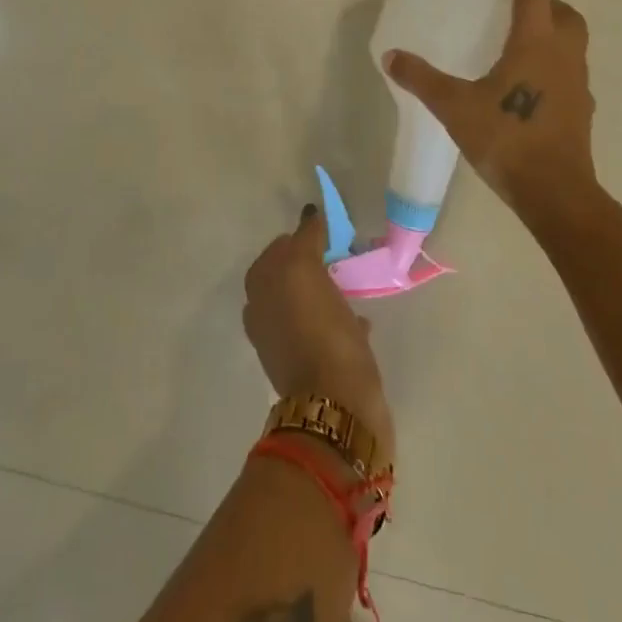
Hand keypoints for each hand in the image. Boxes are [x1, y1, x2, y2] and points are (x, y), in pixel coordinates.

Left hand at [244, 207, 394, 457]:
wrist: (337, 407)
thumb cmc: (321, 332)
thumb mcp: (306, 270)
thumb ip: (305, 239)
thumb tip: (309, 214)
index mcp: (260, 288)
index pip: (281, 246)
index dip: (305, 236)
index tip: (331, 232)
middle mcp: (266, 312)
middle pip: (292, 274)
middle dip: (313, 263)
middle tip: (341, 255)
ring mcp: (287, 341)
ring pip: (308, 302)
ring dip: (326, 292)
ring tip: (352, 285)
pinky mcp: (312, 365)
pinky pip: (324, 330)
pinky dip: (339, 321)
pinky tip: (361, 321)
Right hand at [383, 0, 597, 221]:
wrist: (556, 193)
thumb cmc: (507, 140)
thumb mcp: (454, 107)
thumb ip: (421, 79)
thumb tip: (392, 57)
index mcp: (536, 41)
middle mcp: (564, 52)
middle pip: (560, 7)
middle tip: (502, 5)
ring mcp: (578, 81)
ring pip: (570, 37)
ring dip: (546, 28)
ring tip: (510, 42)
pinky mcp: (581, 107)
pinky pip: (567, 67)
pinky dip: (549, 60)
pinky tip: (521, 83)